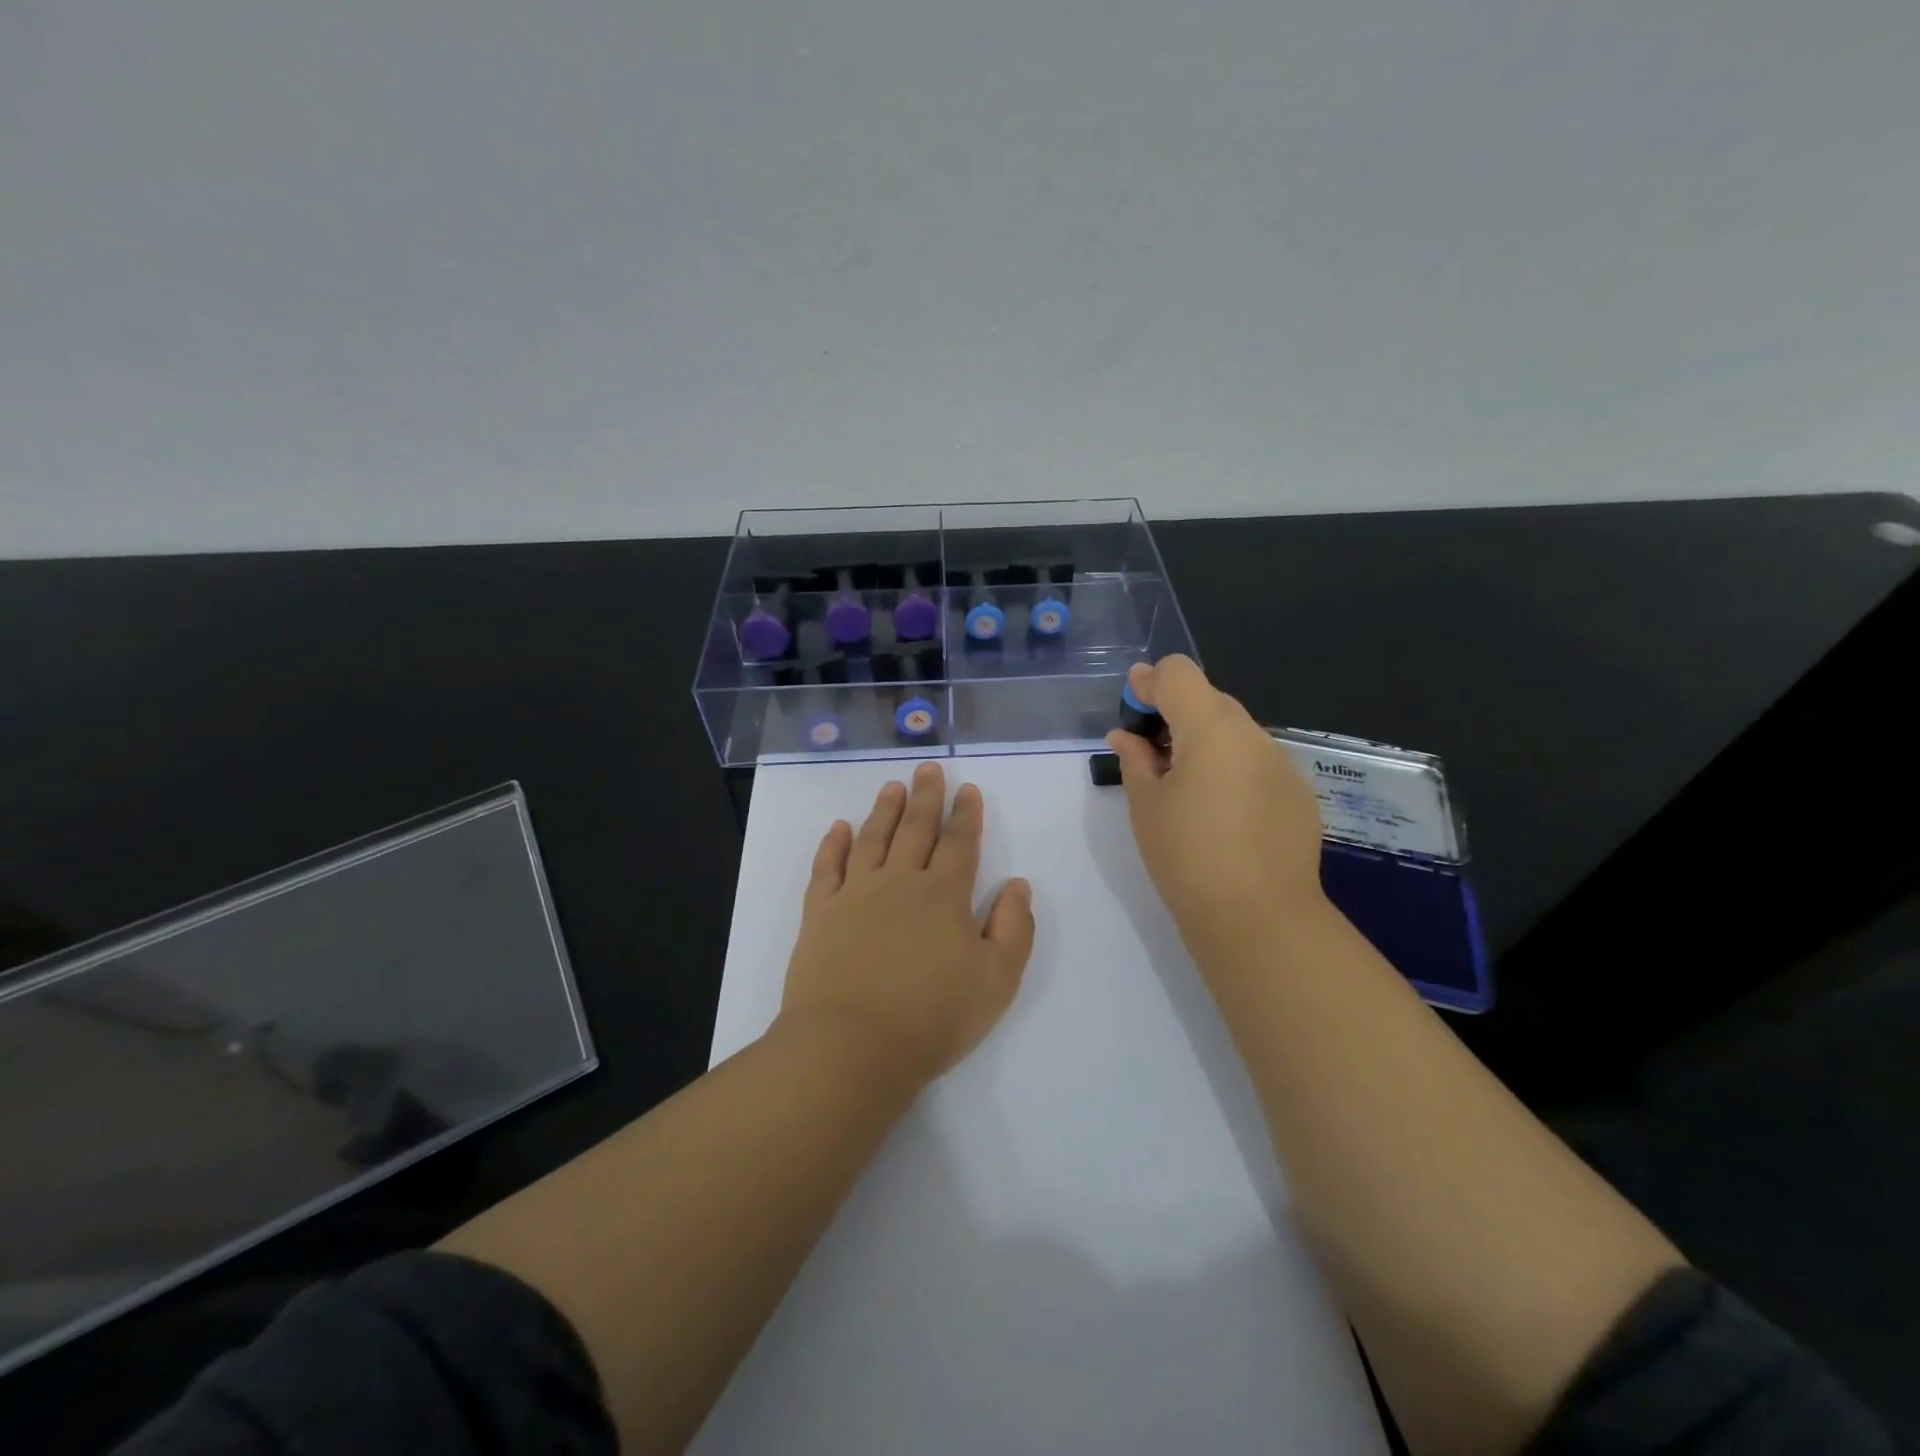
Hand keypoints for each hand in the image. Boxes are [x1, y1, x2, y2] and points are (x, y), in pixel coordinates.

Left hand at [779, 761, 1035, 1091]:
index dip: (966, 814)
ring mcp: (855, 894)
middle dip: (925, 797)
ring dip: (884, 810)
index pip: (959, 843)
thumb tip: (1017, 884)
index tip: (967, 788)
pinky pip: (827, 867)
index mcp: (944, 895)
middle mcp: (899, 882)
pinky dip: (833, 844)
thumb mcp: (997, 980)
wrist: (852, 1046)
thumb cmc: (933, 1017)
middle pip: (915, 828)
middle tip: (928, 768)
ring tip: (892, 786)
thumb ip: (1014, 927)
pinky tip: (839, 828)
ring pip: (873, 838)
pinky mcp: (820, 912)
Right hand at [1105, 656, 1326, 950]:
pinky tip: (1222, 811)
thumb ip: (1134, 759)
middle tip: (1150, 750)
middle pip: (1210, 698)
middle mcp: (1253, 735)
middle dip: (1176, 711)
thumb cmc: (1187, 857)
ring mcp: (1282, 764)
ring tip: (1185, 785)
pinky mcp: (1299, 794)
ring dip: (1205, 740)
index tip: (1132, 706)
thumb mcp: (1146, 805)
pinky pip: (1257, 762)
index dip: (1150, 682)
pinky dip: (1232, 767)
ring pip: (1236, 731)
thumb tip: (1126, 735)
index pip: (1179, 674)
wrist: (1259, 918)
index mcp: (1211, 730)